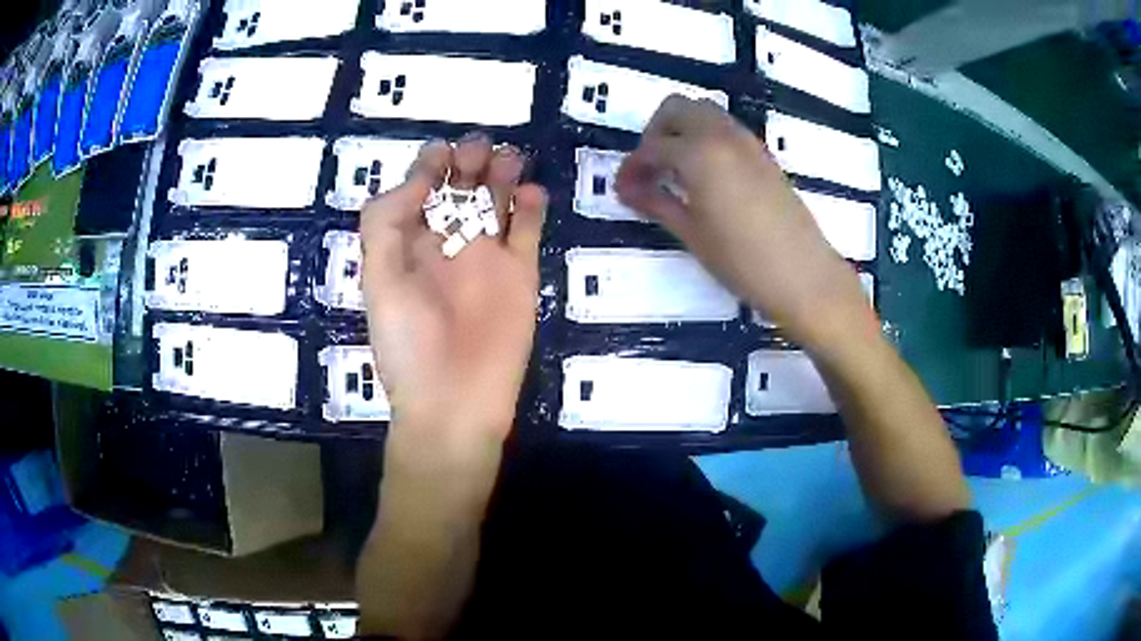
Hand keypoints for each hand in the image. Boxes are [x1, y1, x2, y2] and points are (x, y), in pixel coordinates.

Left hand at [360, 134, 546, 457]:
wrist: (454, 403)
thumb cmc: (407, 345)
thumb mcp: (379, 279)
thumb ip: (386, 223)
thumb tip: (418, 181)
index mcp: (410, 245)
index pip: (421, 191)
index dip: (428, 165)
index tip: (439, 154)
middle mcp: (448, 245)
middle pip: (461, 190)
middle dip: (469, 162)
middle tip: (477, 152)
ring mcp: (487, 258)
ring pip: (497, 202)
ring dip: (502, 175)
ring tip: (507, 159)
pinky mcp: (520, 274)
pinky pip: (528, 231)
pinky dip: (532, 207)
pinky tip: (529, 192)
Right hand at [615, 96, 873, 348]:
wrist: (804, 275)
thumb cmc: (742, 261)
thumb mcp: (692, 234)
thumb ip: (657, 203)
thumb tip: (627, 189)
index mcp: (699, 152)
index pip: (652, 147)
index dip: (632, 167)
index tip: (623, 189)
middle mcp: (722, 135)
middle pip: (677, 108)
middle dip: (655, 132)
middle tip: (650, 169)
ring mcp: (748, 142)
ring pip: (704, 112)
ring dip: (682, 131)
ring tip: (676, 172)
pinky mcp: (764, 155)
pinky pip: (726, 129)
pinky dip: (706, 139)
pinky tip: (706, 177)